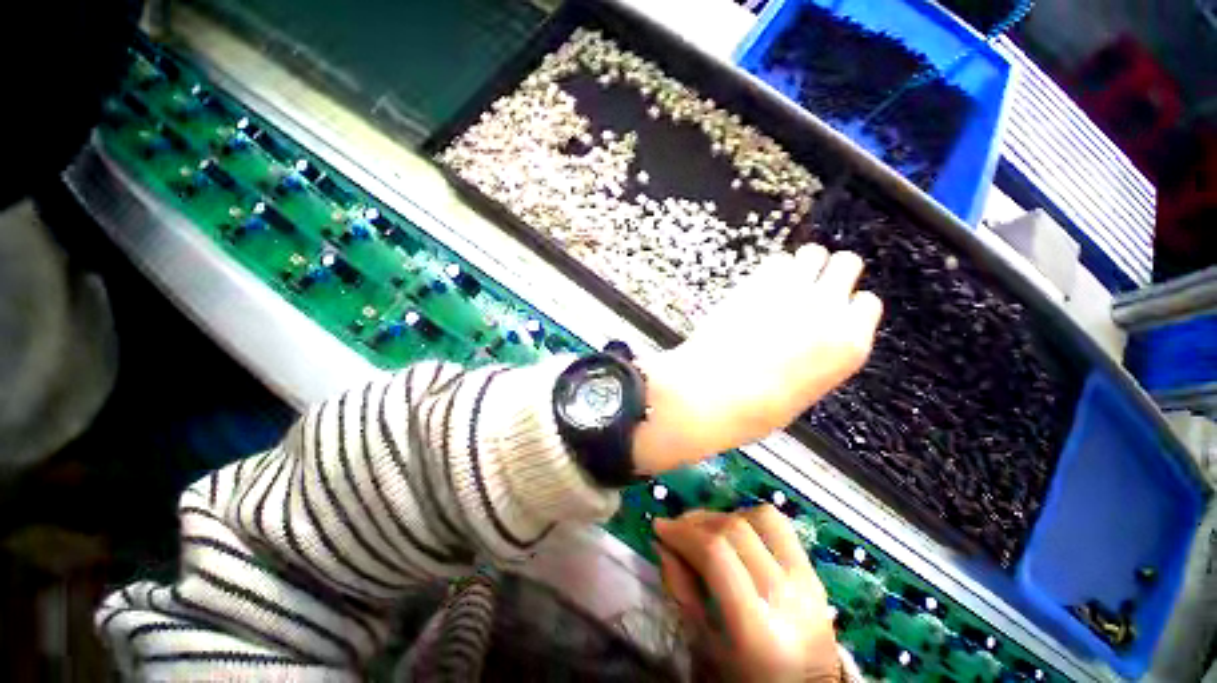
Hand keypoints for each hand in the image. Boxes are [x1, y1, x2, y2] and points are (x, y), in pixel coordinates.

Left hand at [633, 244, 881, 473]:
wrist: (715, 394)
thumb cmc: (756, 406)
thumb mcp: (807, 388)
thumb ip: (820, 355)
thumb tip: (813, 337)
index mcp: (849, 345)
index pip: (866, 303)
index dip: (846, 305)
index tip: (831, 308)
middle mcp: (829, 310)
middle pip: (847, 264)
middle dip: (830, 273)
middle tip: (808, 287)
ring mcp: (793, 292)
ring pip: (813, 253)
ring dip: (802, 266)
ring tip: (783, 284)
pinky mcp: (758, 283)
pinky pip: (776, 260)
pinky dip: (771, 271)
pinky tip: (758, 288)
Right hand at [654, 506, 840, 682]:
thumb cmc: (748, 679)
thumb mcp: (707, 646)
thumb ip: (683, 591)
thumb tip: (662, 545)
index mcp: (758, 627)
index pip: (715, 553)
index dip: (683, 533)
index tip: (659, 527)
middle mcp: (787, 594)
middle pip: (735, 529)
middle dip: (697, 521)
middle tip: (677, 528)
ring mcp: (807, 579)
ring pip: (759, 517)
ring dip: (724, 516)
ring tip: (706, 531)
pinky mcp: (813, 570)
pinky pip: (778, 525)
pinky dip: (748, 519)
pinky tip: (734, 535)